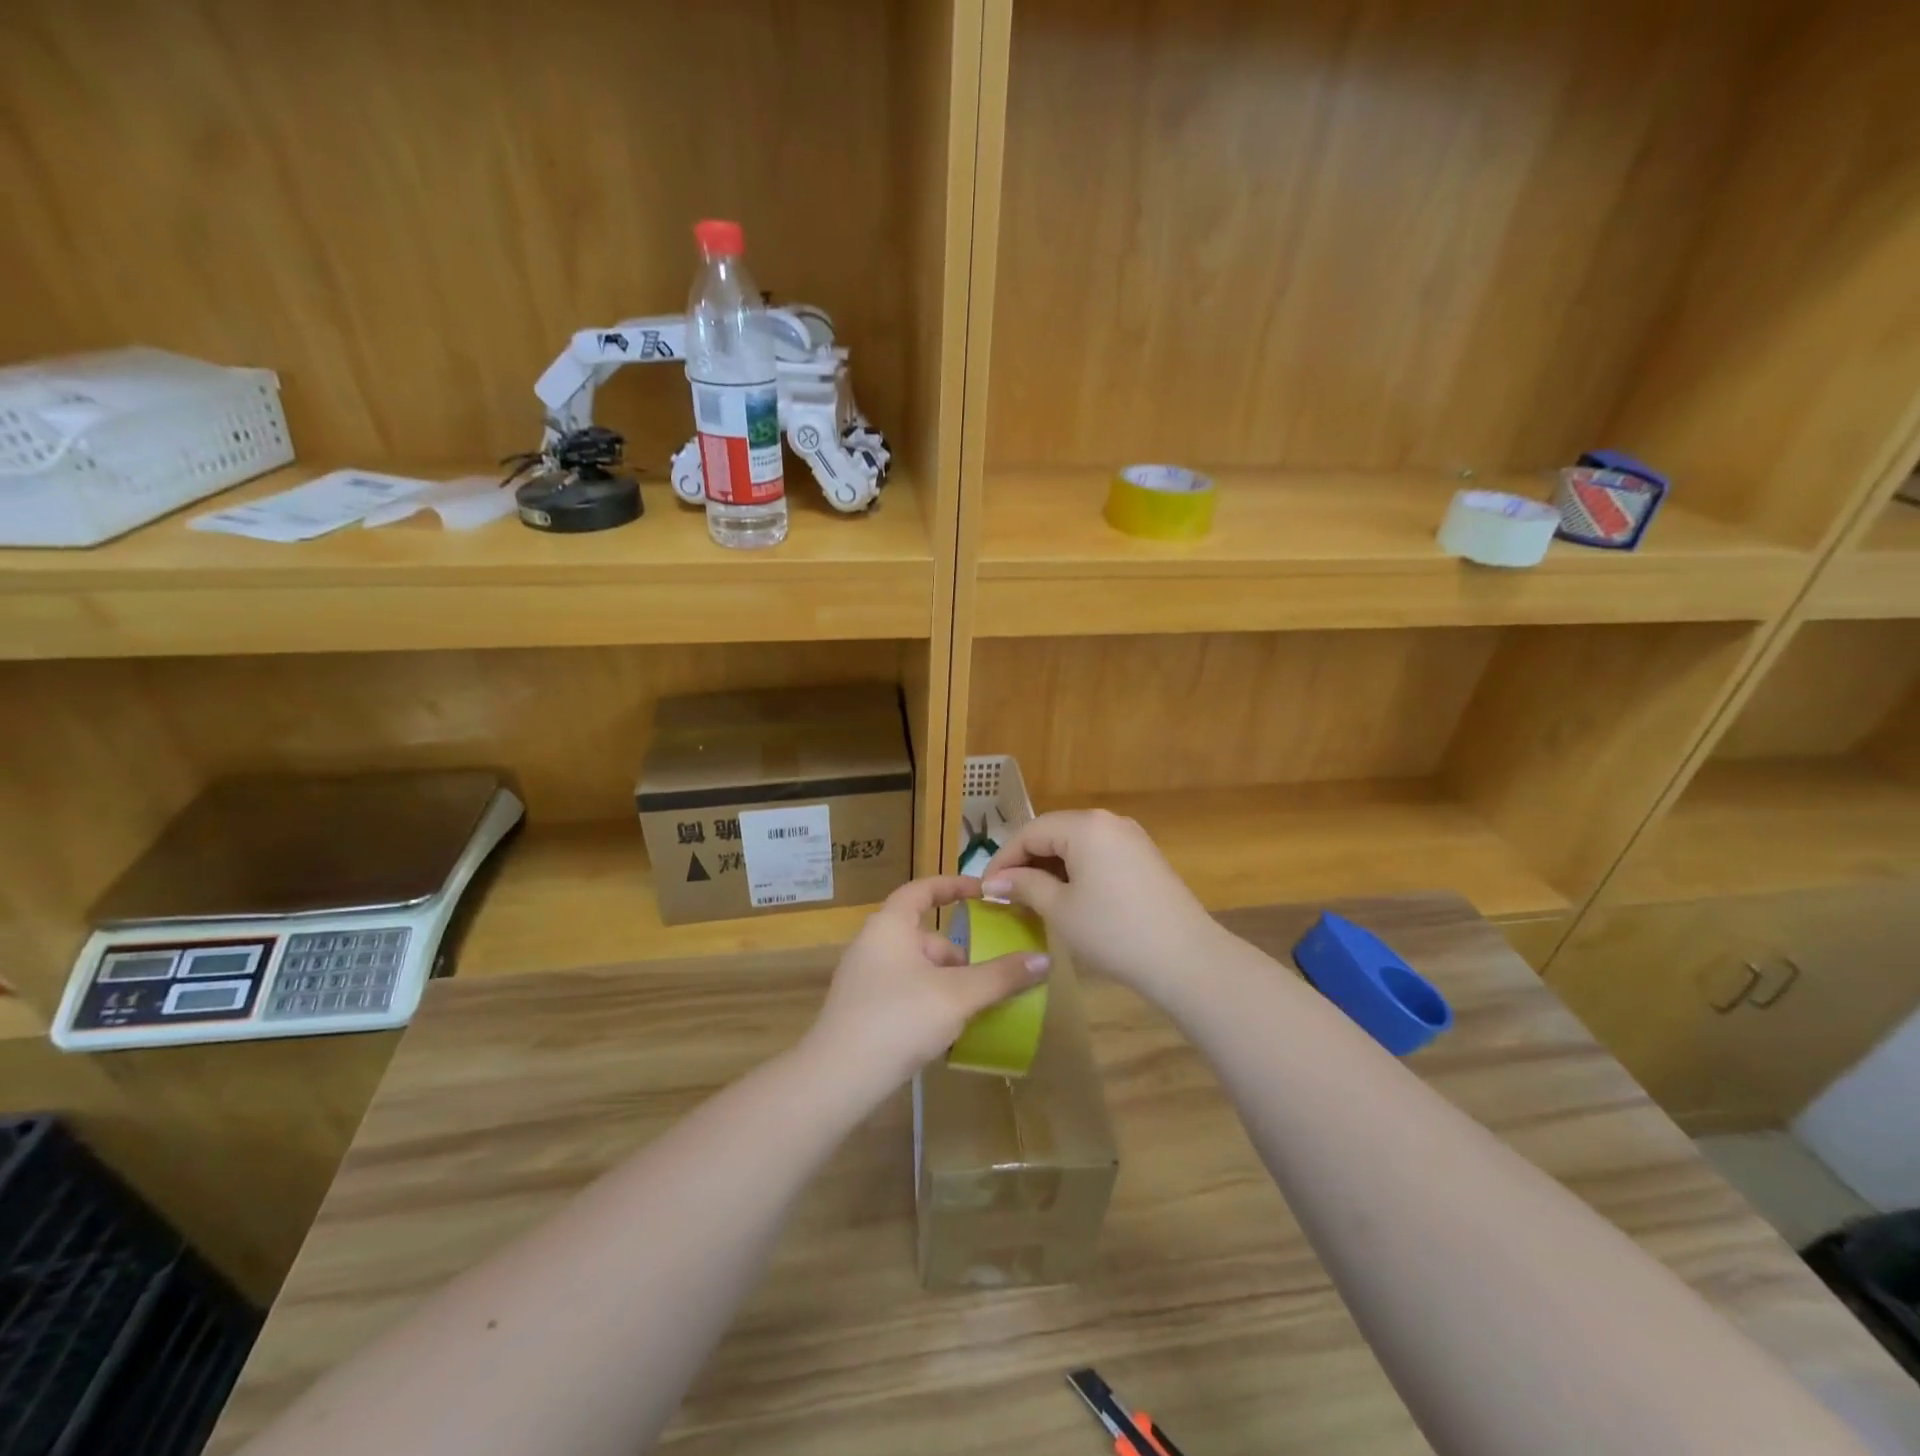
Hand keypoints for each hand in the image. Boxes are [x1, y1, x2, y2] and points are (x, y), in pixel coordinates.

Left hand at [804, 876, 1050, 1101]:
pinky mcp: (862, 1010)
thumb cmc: (898, 1019)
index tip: (983, 891)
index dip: (954, 886)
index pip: (924, 890)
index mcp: (890, 925)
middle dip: (959, 955)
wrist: (837, 1079)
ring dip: (947, 984)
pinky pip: (904, 992)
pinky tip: (945, 1033)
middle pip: (926, 936)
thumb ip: (1001, 976)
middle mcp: (873, 944)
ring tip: (972, 1012)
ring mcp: (864, 978)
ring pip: (917, 968)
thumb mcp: (958, 995)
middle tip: (988, 978)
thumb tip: (1045, 960)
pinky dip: (929, 1001)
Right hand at [981, 810, 1220, 1001]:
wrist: (1185, 959)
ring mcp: (1131, 837)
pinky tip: (1068, 896)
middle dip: (1026, 861)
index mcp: (1084, 826)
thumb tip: (994, 881)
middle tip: (1006, 893)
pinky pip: (1098, 853)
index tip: (986, 888)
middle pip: (1054, 832)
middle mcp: (1108, 821)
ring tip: (1032, 897)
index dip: (1003, 859)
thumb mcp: (1060, 909)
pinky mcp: (1144, 857)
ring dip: (1050, 866)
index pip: (1030, 832)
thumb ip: (1024, 886)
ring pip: (1076, 843)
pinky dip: (1076, 870)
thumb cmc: (1113, 931)